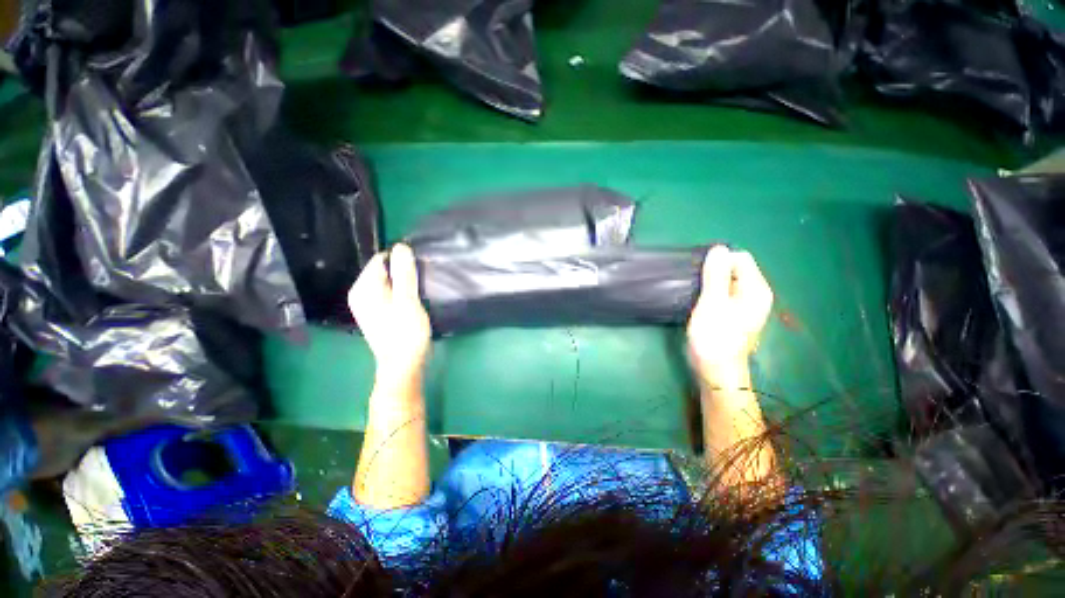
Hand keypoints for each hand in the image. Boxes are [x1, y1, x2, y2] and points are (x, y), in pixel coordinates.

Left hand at [348, 244, 431, 386]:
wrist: (403, 365)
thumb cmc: (405, 333)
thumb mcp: (407, 301)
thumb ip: (404, 274)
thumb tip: (401, 246)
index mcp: (364, 288)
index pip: (381, 259)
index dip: (401, 260)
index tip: (419, 269)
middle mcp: (361, 293)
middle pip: (384, 270)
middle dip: (403, 272)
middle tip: (421, 282)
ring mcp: (368, 304)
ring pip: (389, 282)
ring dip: (404, 283)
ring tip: (419, 291)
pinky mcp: (378, 313)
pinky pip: (390, 293)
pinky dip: (402, 293)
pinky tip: (413, 301)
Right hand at [687, 246, 773, 381]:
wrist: (717, 372)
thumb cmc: (715, 338)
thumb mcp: (712, 303)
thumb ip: (716, 275)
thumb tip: (719, 249)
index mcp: (755, 289)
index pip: (740, 258)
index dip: (718, 260)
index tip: (699, 273)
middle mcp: (754, 295)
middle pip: (734, 269)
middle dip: (713, 272)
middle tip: (694, 285)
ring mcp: (744, 306)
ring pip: (726, 282)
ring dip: (709, 283)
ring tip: (693, 293)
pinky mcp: (733, 315)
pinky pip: (722, 294)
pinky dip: (710, 294)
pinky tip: (697, 303)